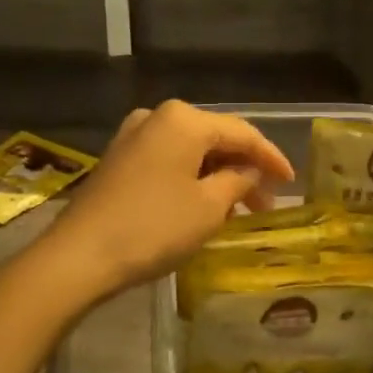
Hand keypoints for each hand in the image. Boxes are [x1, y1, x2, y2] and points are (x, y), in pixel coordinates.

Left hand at [31, 101, 294, 305]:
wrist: (80, 255)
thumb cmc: (154, 227)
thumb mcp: (209, 207)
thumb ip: (238, 181)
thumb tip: (249, 172)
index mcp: (183, 119)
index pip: (242, 133)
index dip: (271, 157)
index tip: (292, 182)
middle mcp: (157, 117)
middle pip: (215, 138)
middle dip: (243, 168)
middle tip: (266, 202)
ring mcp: (133, 137)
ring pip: (191, 151)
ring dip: (218, 176)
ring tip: (238, 209)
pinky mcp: (118, 159)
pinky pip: (168, 161)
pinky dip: (191, 178)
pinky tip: (203, 204)